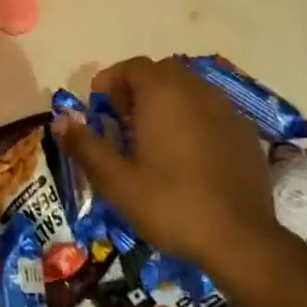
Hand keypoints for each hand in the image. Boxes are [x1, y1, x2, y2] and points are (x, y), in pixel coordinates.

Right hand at [58, 56, 276, 272]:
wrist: (240, 240)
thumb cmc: (170, 204)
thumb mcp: (116, 181)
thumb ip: (86, 146)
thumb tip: (60, 121)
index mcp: (162, 93)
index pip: (133, 66)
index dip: (112, 81)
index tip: (101, 107)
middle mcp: (196, 90)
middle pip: (162, 72)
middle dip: (140, 88)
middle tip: (125, 120)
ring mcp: (226, 110)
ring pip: (190, 89)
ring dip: (169, 101)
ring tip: (156, 137)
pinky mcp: (246, 133)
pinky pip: (213, 110)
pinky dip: (195, 119)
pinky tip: (190, 154)